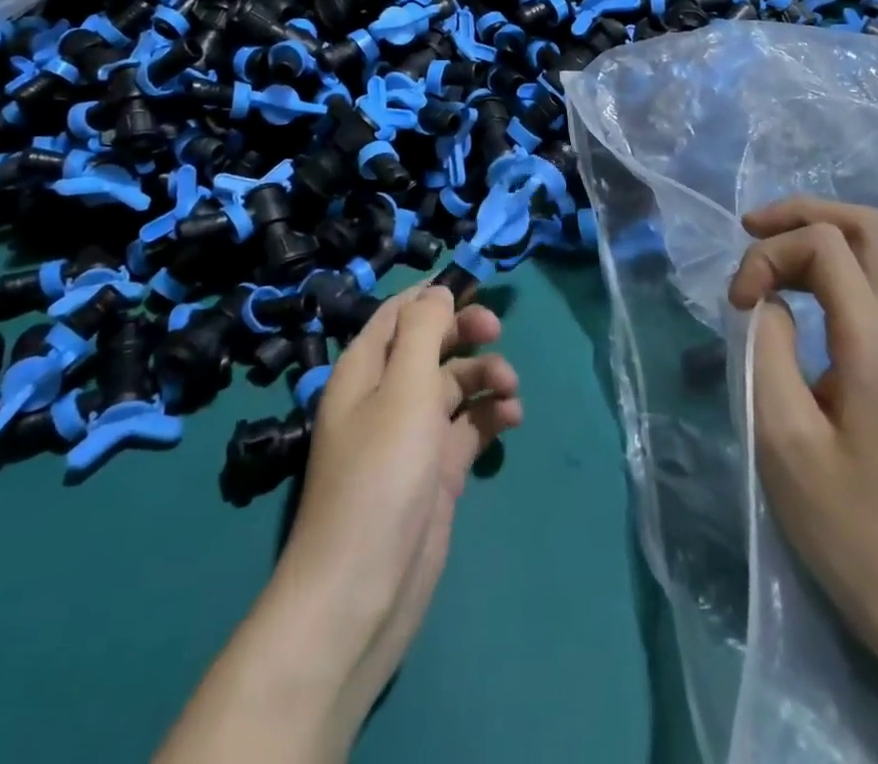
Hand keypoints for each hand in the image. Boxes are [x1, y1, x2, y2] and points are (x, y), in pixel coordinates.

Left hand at [158, 284, 520, 763]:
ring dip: (483, 375)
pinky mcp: (436, 470)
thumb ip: (422, 331)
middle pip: (429, 344)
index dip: (433, 296)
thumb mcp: (403, 389)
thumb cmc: (381, 474)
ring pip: (453, 384)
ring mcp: (412, 435)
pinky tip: (512, 418)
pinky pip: (467, 426)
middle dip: (464, 331)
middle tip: (496, 330)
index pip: (397, 313)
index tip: (475, 287)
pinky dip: (489, 415)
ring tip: (511, 386)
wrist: (365, 589)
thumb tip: (437, 292)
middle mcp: (386, 395)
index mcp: (365, 368)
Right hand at [728, 198, 877, 654]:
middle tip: (750, 230)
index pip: (826, 244)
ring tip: (766, 259)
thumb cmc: (848, 526)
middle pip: (868, 226)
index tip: (738, 304)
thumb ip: (766, 349)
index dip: (769, 253)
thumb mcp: (781, 438)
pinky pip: (876, 285)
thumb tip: (769, 300)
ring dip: (817, 238)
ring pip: (877, 251)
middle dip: (803, 213)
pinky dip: (831, 269)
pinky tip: (798, 294)